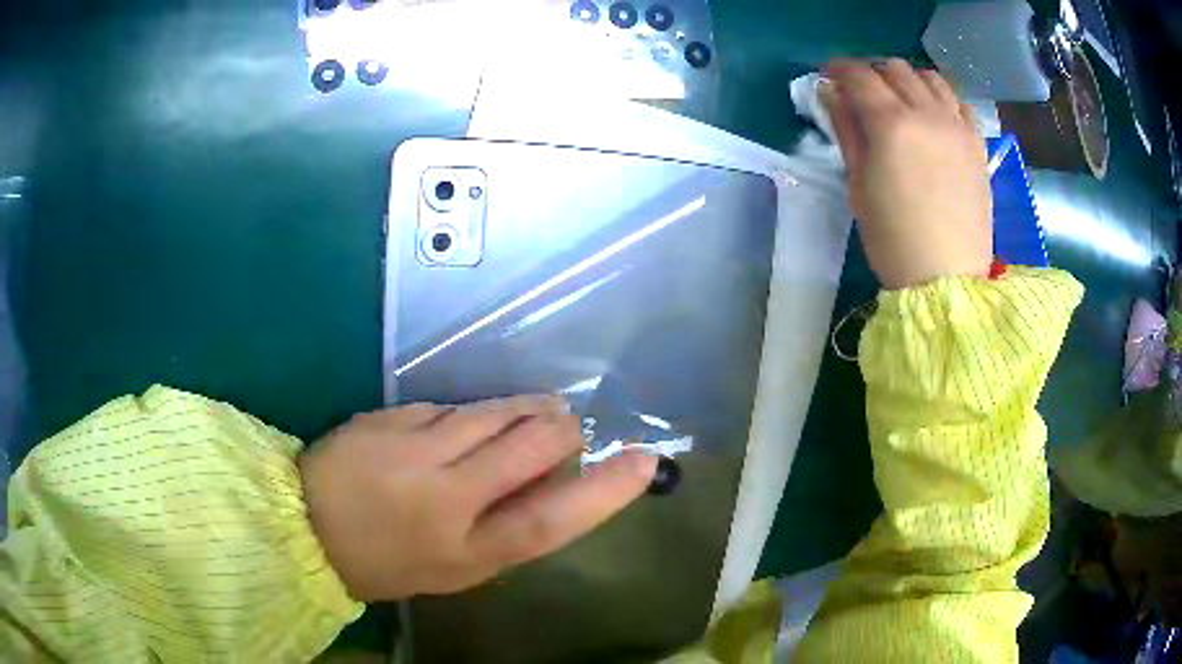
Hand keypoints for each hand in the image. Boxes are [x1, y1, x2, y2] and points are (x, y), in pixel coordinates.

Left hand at [299, 396, 656, 601]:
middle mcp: (446, 497)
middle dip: (559, 429)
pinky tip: (457, 429)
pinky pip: (450, 406)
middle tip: (565, 426)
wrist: (305, 527)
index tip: (644, 462)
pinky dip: (469, 414)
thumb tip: (550, 475)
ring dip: (522, 409)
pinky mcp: (390, 417)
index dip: (604, 492)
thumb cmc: (389, 561)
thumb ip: (505, 526)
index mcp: (467, 551)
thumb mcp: (455, 566)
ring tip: (531, 413)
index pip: (551, 520)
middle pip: (530, 446)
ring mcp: (413, 450)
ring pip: (493, 412)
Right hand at [824, 58, 992, 289]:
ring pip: (931, 78)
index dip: (840, 69)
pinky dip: (943, 98)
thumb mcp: (859, 185)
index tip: (830, 75)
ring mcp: (958, 127)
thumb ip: (847, 132)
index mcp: (891, 124)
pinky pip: (961, 103)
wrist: (948, 279)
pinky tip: (936, 114)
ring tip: (901, 99)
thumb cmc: (894, 240)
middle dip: (873, 71)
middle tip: (864, 92)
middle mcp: (927, 113)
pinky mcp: (977, 145)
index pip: (860, 75)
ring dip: (910, 79)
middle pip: (896, 69)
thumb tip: (833, 95)